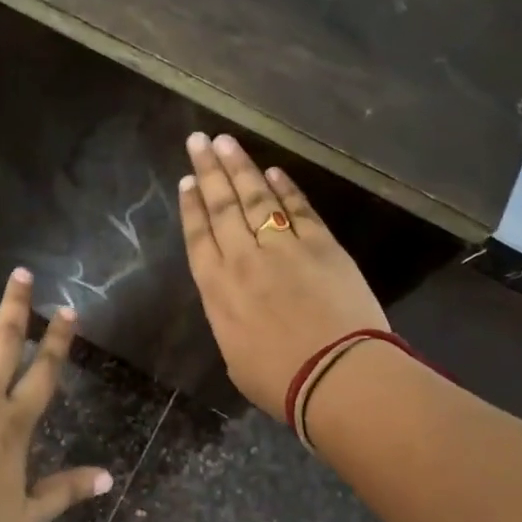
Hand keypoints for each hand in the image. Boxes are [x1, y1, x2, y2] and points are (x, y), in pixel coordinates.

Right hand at [179, 131, 388, 420]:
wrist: (336, 376)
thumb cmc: (279, 381)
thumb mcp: (235, 356)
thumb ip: (231, 320)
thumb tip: (238, 303)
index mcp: (217, 290)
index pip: (198, 237)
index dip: (191, 206)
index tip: (185, 181)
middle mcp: (243, 259)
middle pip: (221, 207)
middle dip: (208, 171)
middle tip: (198, 140)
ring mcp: (283, 247)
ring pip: (255, 198)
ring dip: (240, 168)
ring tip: (226, 141)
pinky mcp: (321, 244)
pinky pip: (298, 209)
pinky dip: (286, 188)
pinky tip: (274, 172)